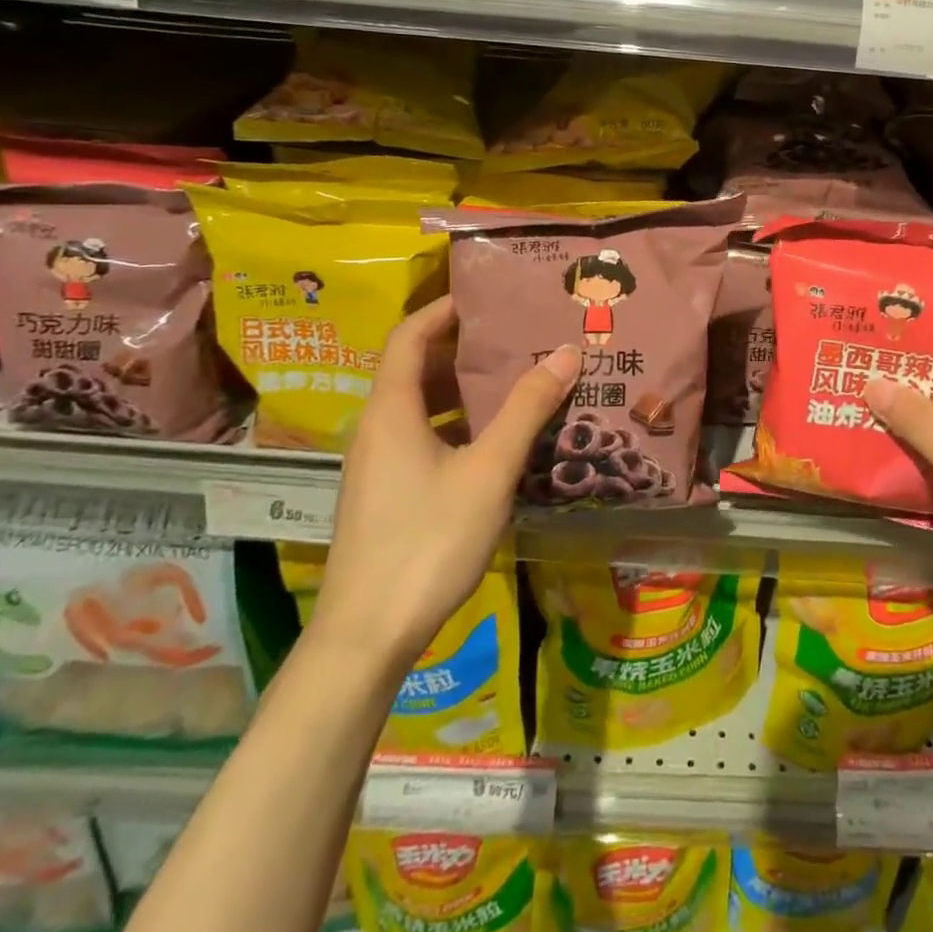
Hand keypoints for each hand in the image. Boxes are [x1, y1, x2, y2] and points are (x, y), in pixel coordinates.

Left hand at [310, 296, 578, 673]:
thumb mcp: (488, 470)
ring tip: (515, 379)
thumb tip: (565, 352)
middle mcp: (377, 428)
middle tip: (516, 335)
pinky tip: (496, 440)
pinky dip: (458, 423)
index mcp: (391, 410)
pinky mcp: (386, 494)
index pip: (409, 337)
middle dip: (464, 347)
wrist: (367, 637)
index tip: (486, 294)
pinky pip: (423, 437)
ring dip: (464, 388)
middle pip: (415, 368)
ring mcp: (378, 464)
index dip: (443, 309)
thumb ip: (526, 409)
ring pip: (421, 406)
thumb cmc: (427, 541)